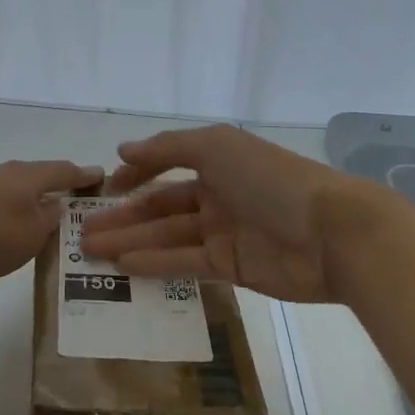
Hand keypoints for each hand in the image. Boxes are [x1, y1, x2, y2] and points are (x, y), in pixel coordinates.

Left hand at [0, 159, 103, 282]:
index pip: (66, 171)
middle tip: (75, 207)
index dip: (86, 176)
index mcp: (30, 177)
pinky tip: (4, 231)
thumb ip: (48, 221)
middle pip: (39, 178)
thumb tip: (57, 207)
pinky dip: (6, 214)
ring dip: (30, 204)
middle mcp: (5, 173)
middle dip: (58, 190)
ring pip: (14, 192)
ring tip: (41, 224)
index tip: (102, 178)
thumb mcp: (30, 235)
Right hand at [78, 125, 388, 302]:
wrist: (331, 234)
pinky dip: (155, 263)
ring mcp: (225, 232)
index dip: (136, 175)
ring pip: (168, 237)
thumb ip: (167, 148)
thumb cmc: (272, 180)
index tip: (104, 189)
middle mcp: (219, 194)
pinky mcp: (232, 267)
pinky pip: (185, 264)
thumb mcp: (217, 147)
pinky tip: (124, 266)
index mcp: (219, 161)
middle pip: (163, 206)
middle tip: (83, 233)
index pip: (168, 165)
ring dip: (131, 242)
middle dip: (124, 217)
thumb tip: (122, 149)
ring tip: (92, 252)